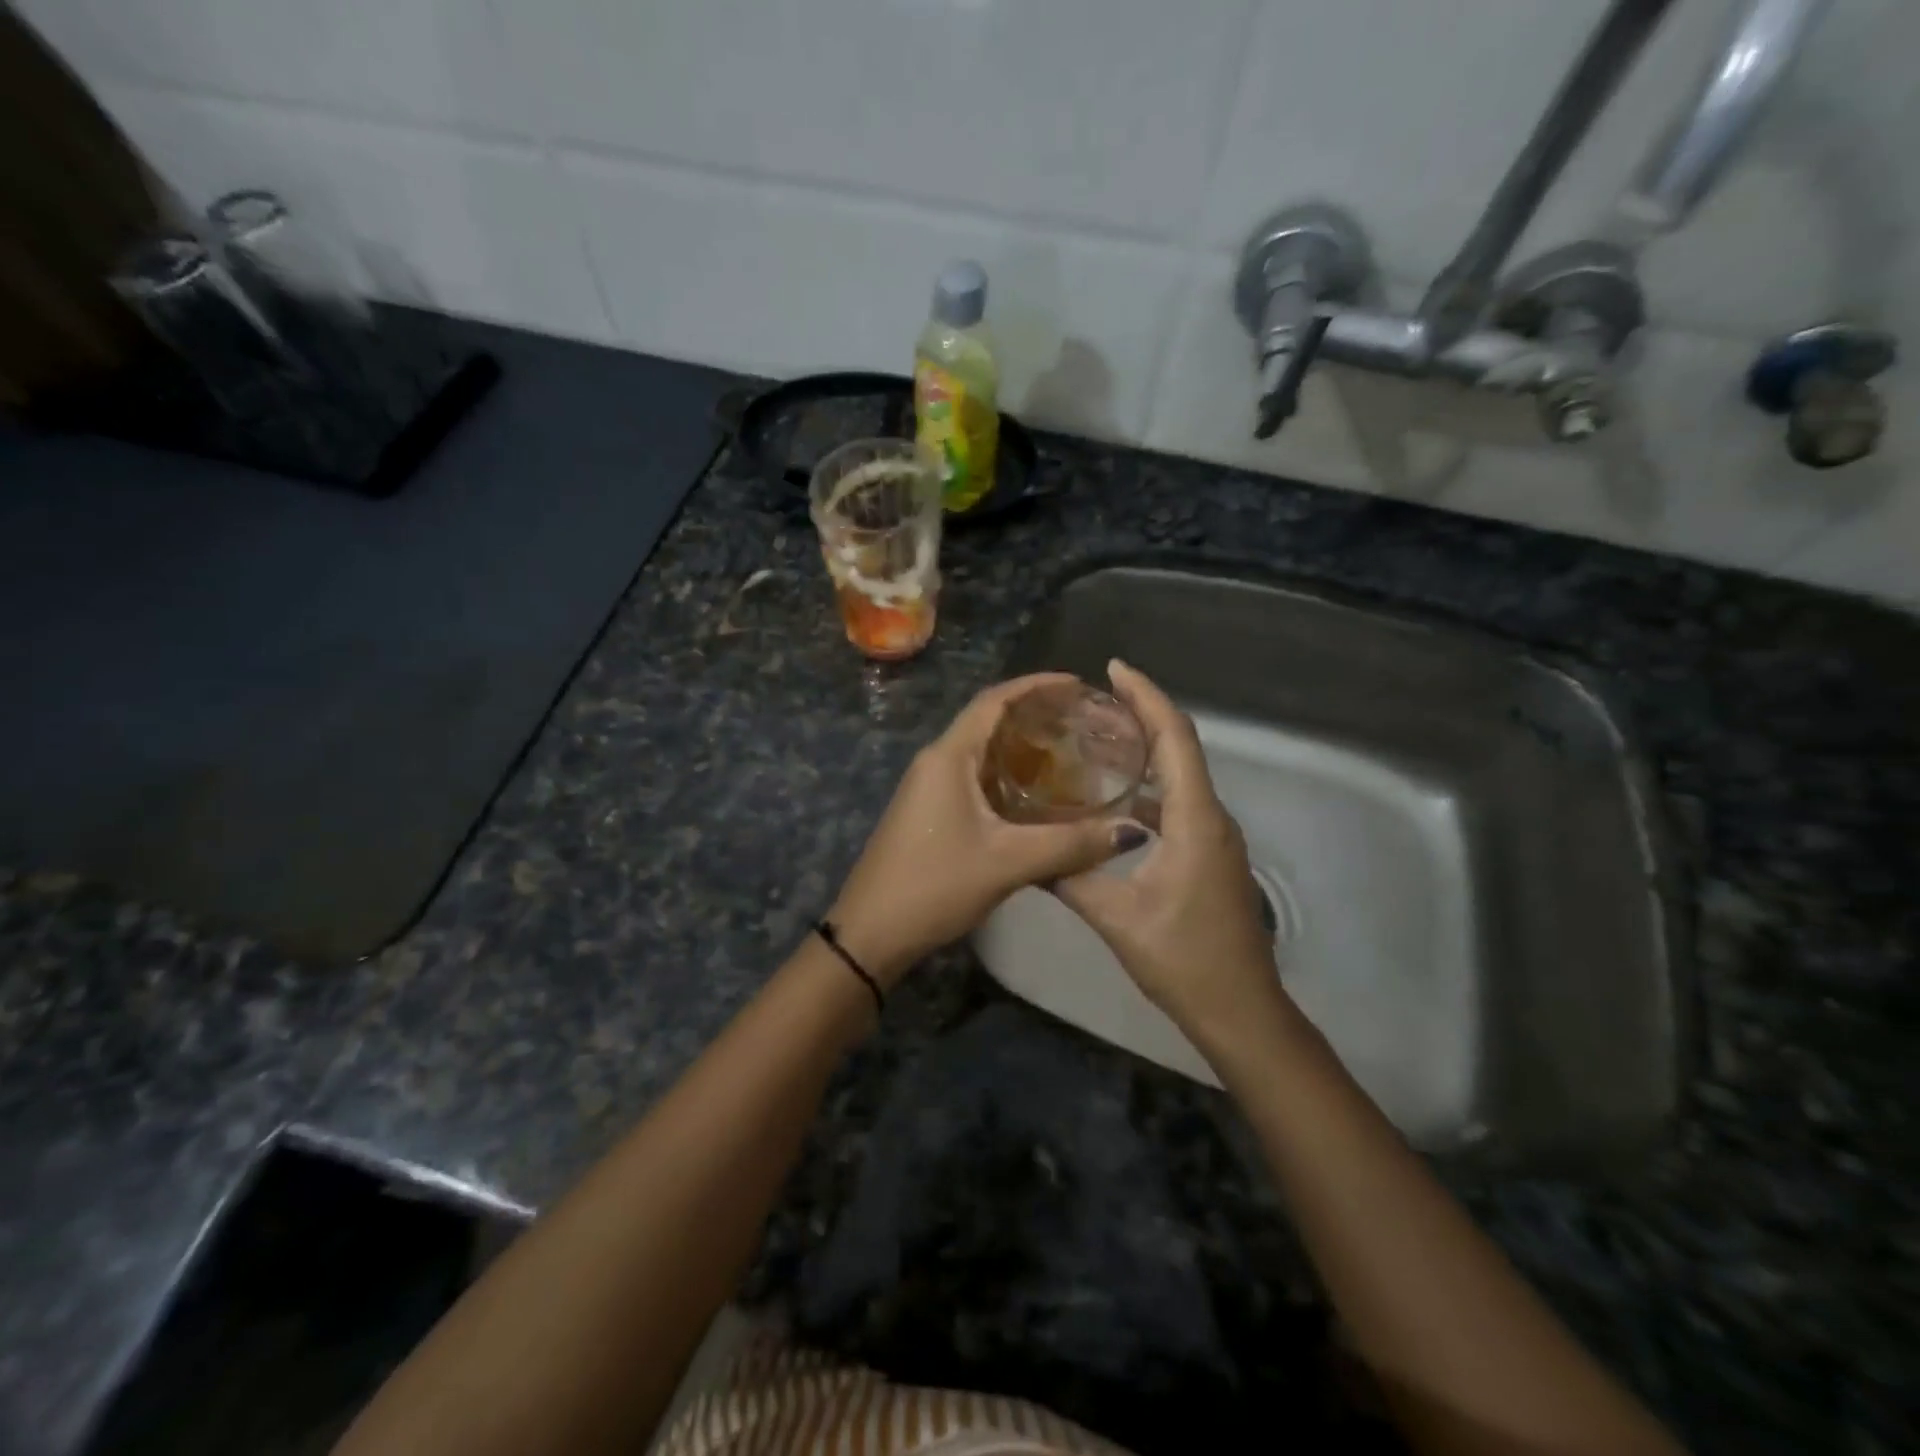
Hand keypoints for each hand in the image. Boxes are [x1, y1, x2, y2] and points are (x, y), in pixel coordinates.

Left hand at [829, 674, 1143, 985]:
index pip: (994, 700)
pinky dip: (1007, 775)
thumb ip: (1070, 844)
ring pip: (981, 752)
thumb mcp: (1007, 862)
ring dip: (1020, 746)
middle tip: (1082, 720)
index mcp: (949, 757)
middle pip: (988, 720)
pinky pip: (974, 778)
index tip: (1077, 684)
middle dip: (1033, 714)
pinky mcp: (930, 812)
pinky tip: (1037, 795)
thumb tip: (1130, 831)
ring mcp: (929, 788)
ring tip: (1069, 750)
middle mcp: (936, 762)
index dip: (1036, 685)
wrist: (871, 932)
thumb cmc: (934, 885)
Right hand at [1053, 661, 1282, 1043]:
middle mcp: (1212, 817)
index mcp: (1195, 820)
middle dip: (1143, 713)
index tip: (1114, 669)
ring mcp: (1215, 837)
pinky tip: (1117, 799)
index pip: (1175, 738)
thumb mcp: (1117, 919)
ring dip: (1147, 749)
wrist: (1242, 1010)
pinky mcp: (1210, 855)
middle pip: (1181, 747)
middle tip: (1095, 696)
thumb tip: (1031, 852)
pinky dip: (1151, 786)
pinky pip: (1181, 803)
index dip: (1147, 696)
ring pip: (1181, 775)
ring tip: (1099, 737)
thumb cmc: (1184, 960)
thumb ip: (1073, 877)